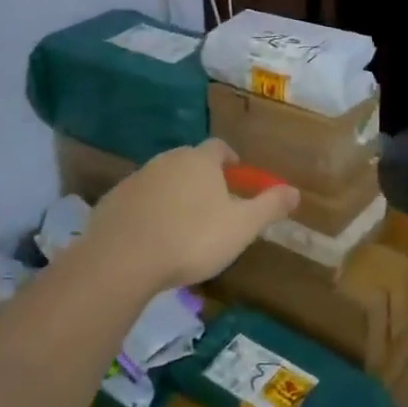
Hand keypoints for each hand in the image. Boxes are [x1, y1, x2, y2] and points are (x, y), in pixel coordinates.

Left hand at [86, 140, 299, 292]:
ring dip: (173, 194)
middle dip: (201, 177)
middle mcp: (167, 160)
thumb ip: (269, 206)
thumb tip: (295, 191)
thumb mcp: (242, 227)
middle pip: (188, 161)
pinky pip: (137, 201)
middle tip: (212, 204)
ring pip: (161, 180)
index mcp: (200, 161)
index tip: (236, 175)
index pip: (219, 147)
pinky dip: (147, 212)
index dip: (229, 159)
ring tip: (181, 224)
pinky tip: (151, 238)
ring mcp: (136, 179)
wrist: (122, 259)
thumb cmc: (192, 238)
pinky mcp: (112, 201)